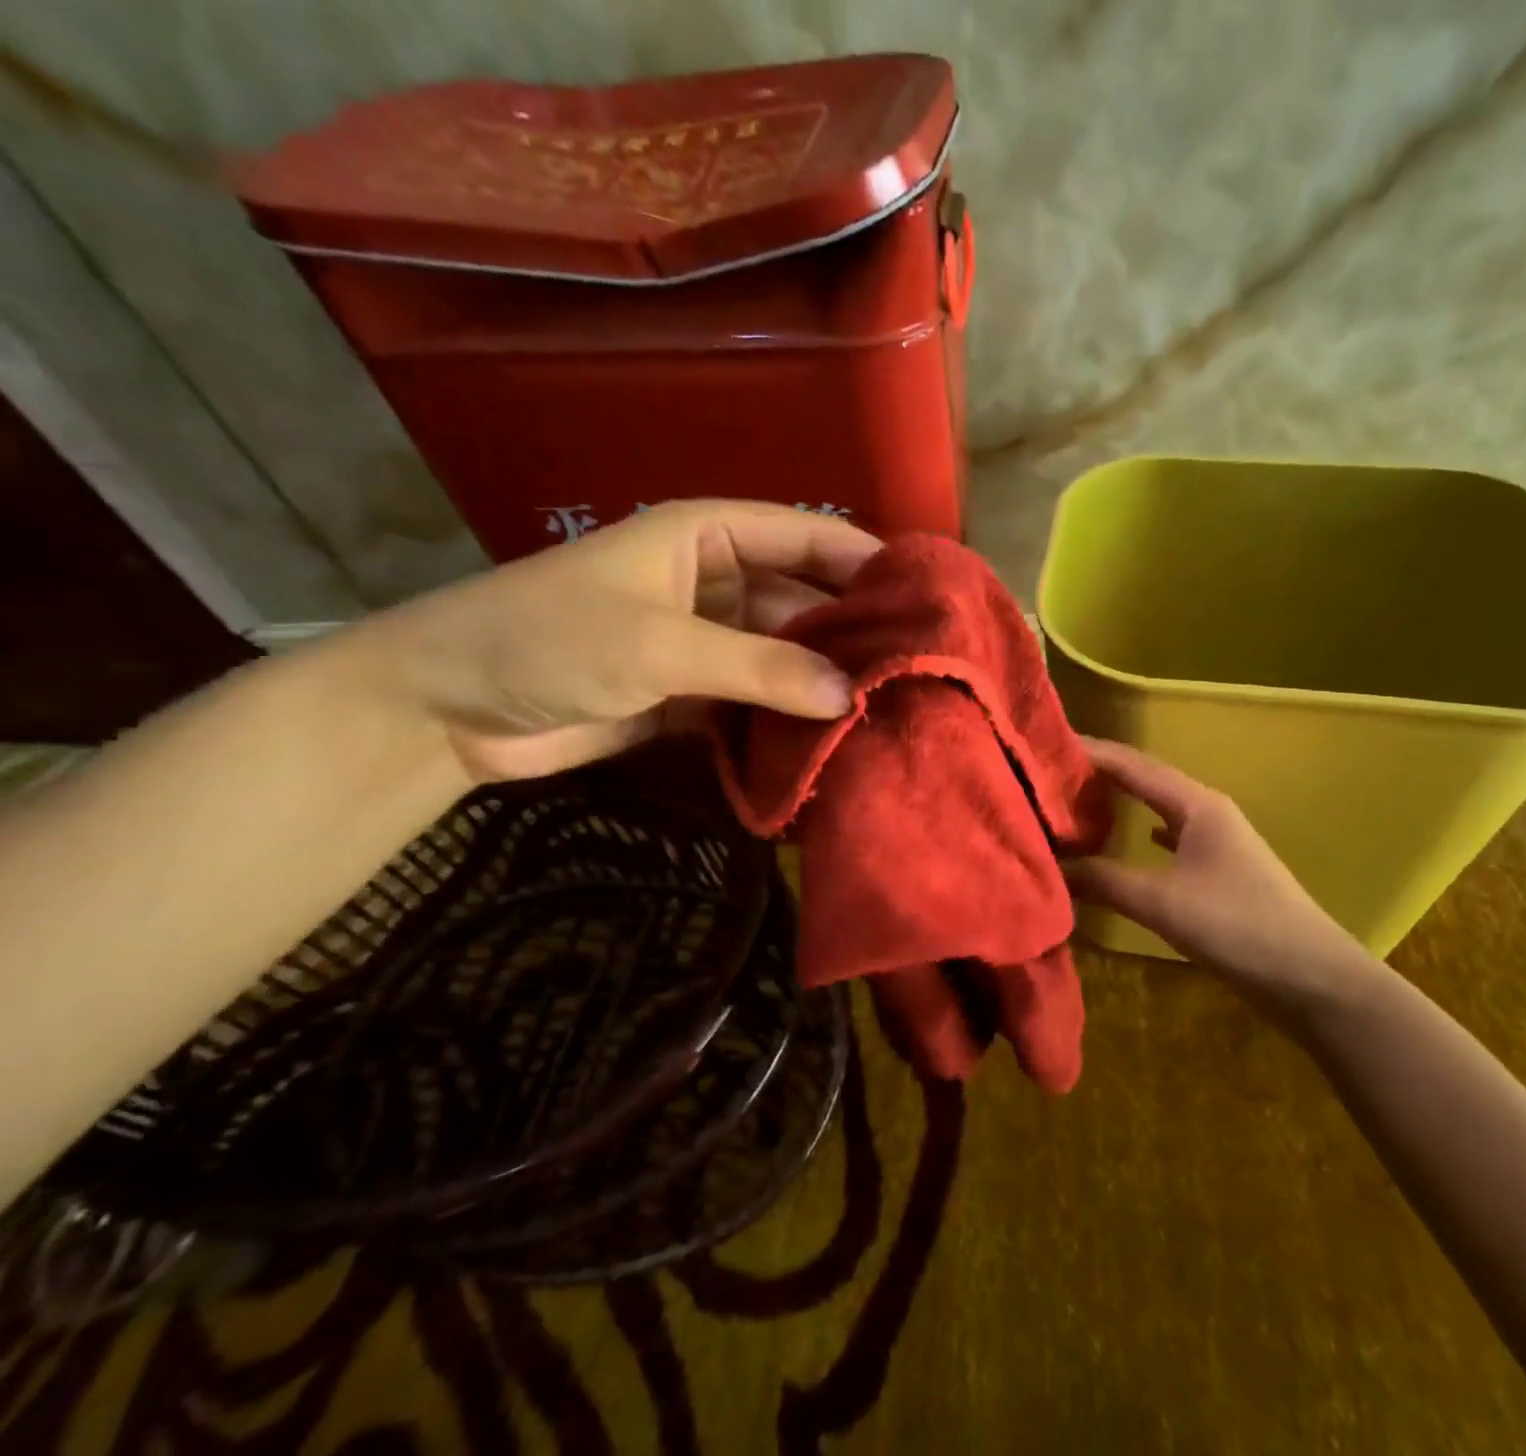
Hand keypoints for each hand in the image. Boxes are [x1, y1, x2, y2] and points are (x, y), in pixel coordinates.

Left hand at [354, 500, 880, 781]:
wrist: (448, 709)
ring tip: (891, 706)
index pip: (805, 535)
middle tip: (920, 664)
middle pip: (802, 598)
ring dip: (825, 679)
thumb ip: (761, 666)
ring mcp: (705, 641)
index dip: (864, 558)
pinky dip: (789, 717)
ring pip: (784, 654)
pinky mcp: (692, 694)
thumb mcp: (662, 644)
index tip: (926, 593)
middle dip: (853, 628)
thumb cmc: (550, 640)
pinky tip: (835, 738)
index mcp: (706, 536)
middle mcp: (714, 581)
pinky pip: (756, 699)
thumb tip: (851, 695)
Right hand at [1066, 739, 1372, 1025]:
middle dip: (1101, 773)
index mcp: (1196, 805)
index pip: (1132, 765)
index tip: (1046, 745)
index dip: (1090, 753)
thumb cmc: (1238, 927)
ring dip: (1122, 801)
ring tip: (1079, 800)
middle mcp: (1206, 812)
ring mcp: (1217, 841)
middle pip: (1145, 780)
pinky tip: (1133, 838)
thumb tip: (1052, 866)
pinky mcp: (1220, 871)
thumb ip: (1104, 881)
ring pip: (1160, 808)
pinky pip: (1173, 837)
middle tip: (1051, 773)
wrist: (1313, 978)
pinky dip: (1144, 833)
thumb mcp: (1162, 902)